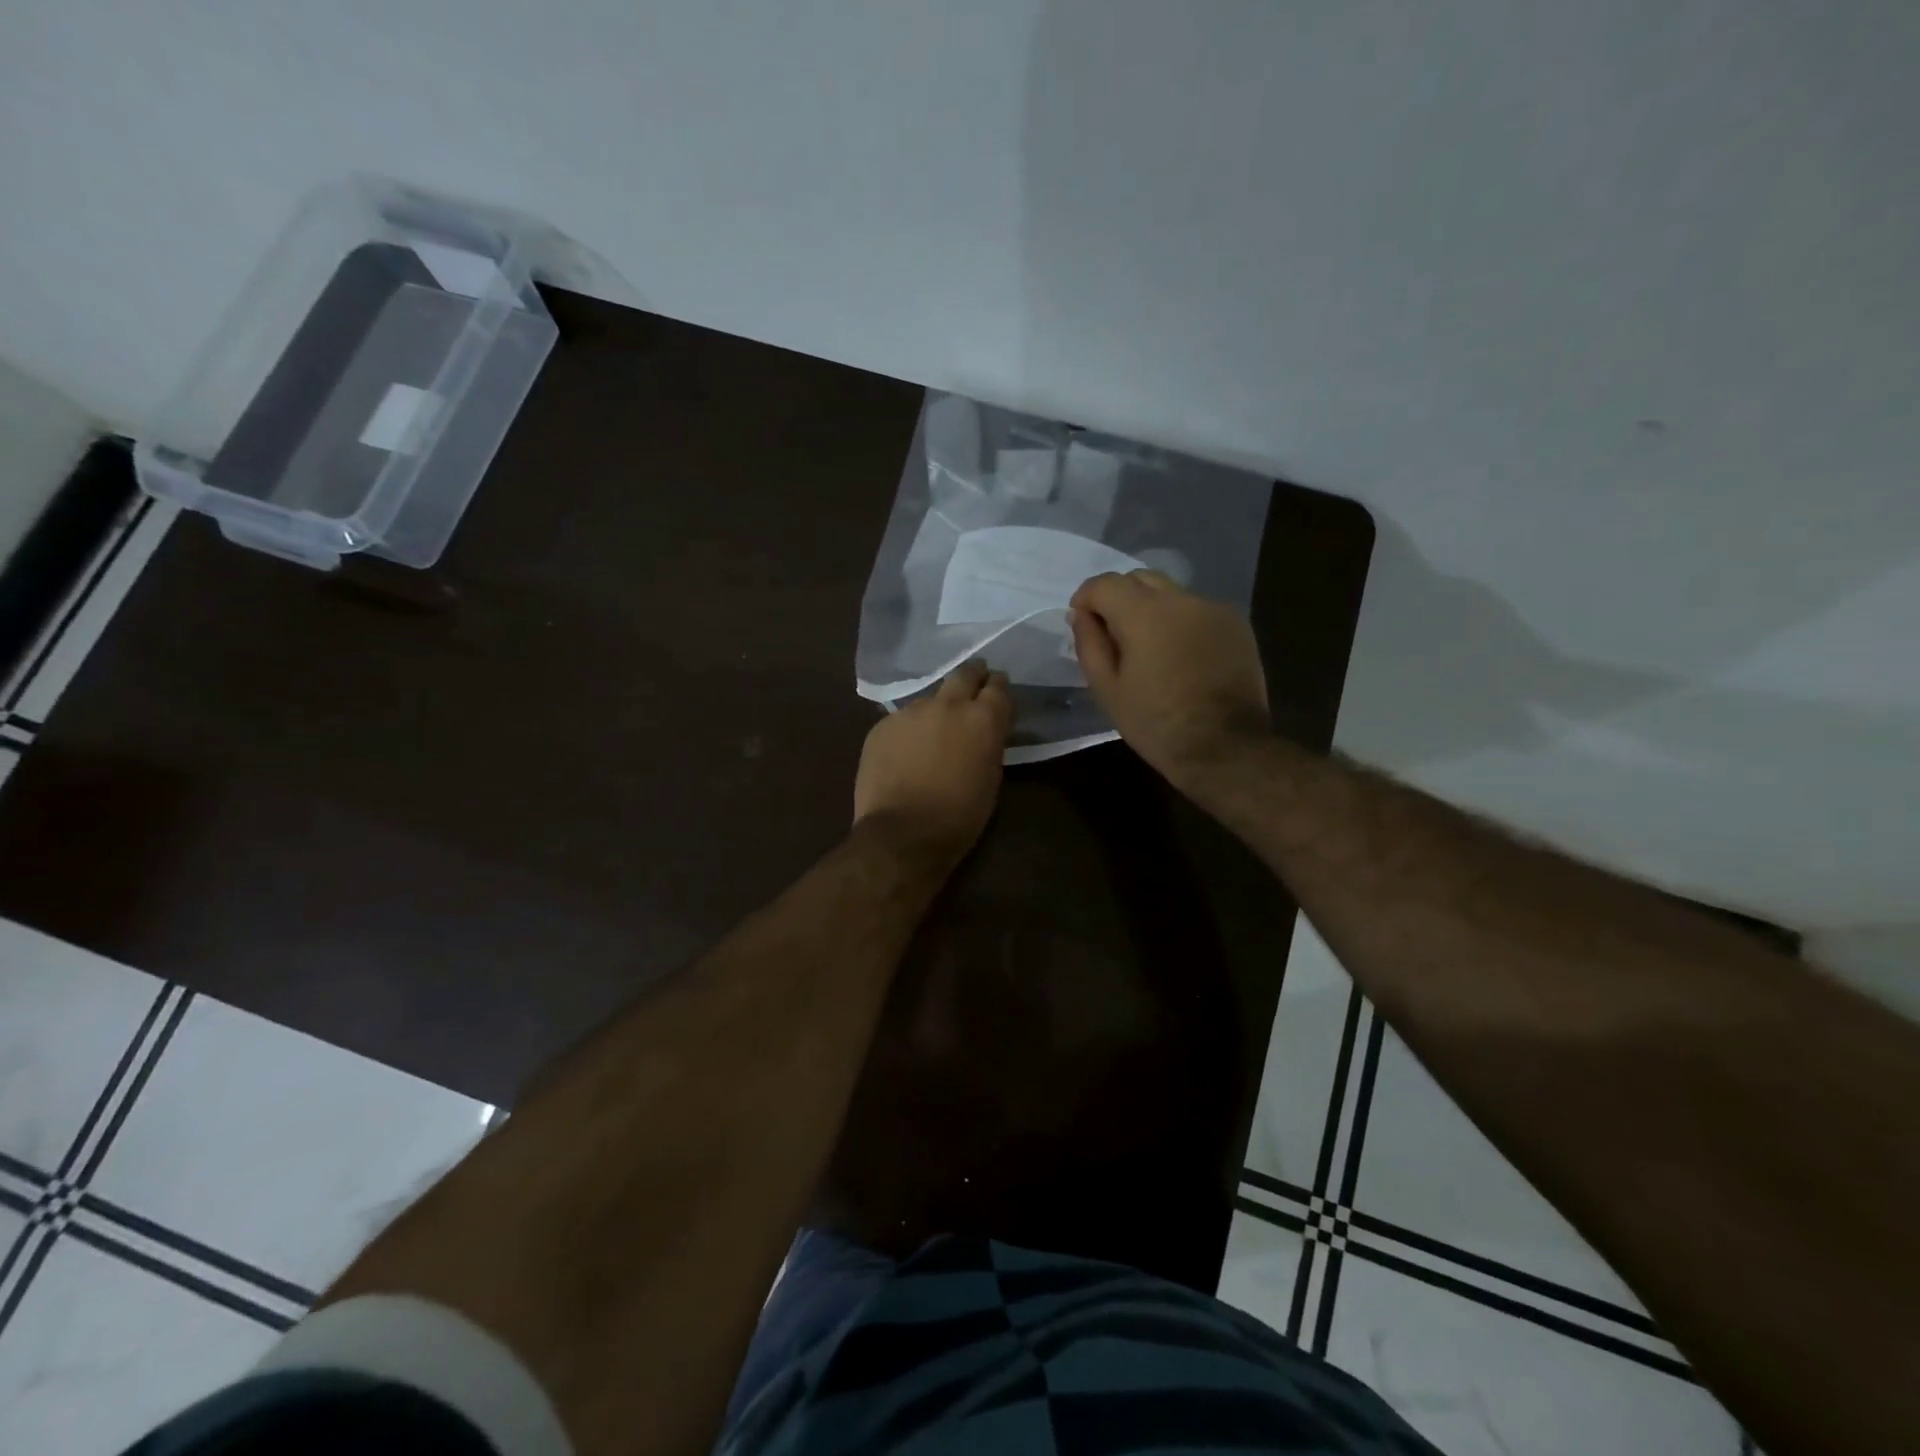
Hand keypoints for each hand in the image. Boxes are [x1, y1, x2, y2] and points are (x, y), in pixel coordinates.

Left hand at [854, 660, 1012, 860]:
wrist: (902, 833)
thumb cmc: (959, 816)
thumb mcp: (991, 778)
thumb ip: (988, 744)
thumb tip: (983, 732)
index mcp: (982, 719)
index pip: (998, 686)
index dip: (999, 686)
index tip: (997, 687)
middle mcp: (947, 705)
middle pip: (963, 675)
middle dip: (972, 676)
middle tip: (975, 682)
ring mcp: (910, 712)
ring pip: (929, 700)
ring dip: (936, 709)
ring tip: (934, 730)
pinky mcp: (882, 726)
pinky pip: (902, 720)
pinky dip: (909, 730)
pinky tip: (906, 751)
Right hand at [1069, 569, 1270, 794]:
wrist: (1225, 748)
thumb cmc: (1156, 724)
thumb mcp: (1108, 690)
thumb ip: (1090, 644)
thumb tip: (1081, 614)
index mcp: (1145, 614)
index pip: (1105, 584)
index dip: (1086, 598)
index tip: (1082, 621)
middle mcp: (1181, 600)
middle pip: (1140, 578)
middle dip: (1119, 598)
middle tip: (1114, 635)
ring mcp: (1214, 609)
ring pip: (1171, 593)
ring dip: (1152, 610)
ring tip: (1151, 649)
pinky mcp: (1236, 624)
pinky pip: (1197, 611)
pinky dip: (1181, 622)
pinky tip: (1182, 656)